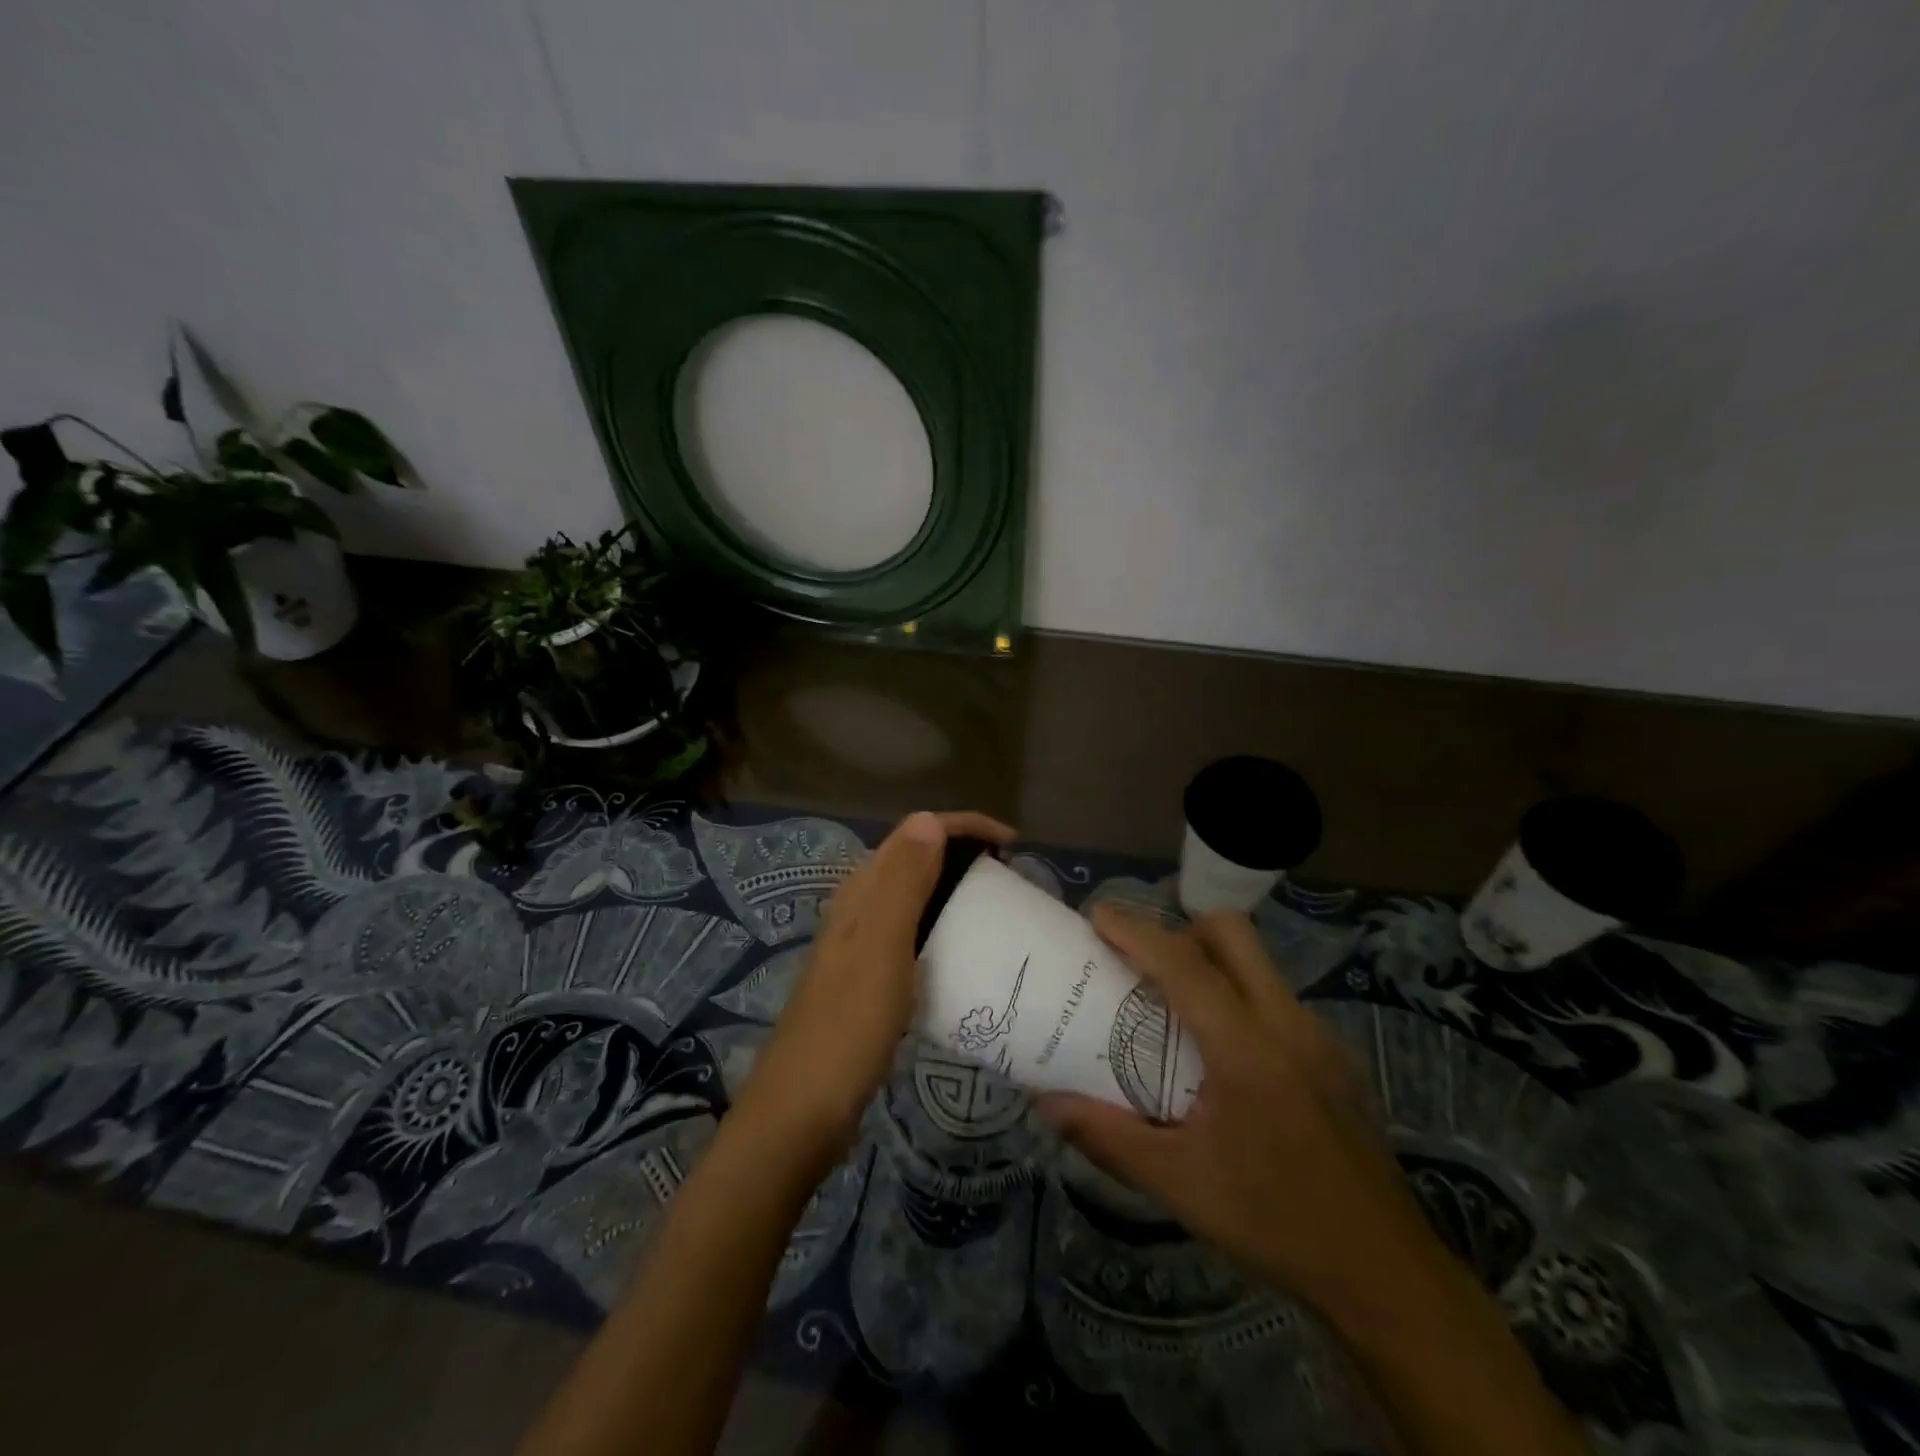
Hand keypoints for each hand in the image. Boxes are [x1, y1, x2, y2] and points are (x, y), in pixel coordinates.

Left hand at [732, 810, 1015, 1171]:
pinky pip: (913, 932)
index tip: (1012, 845)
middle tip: (1010, 877)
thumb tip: (928, 819)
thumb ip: (902, 884)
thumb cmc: (847, 1027)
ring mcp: (861, 945)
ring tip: (997, 906)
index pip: (914, 834)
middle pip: (915, 859)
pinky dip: (943, 925)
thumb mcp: (881, 949)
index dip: (963, 827)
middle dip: (962, 853)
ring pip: (914, 895)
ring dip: (954, 887)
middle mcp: (859, 909)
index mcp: (861, 894)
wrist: (802, 1111)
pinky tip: (964, 952)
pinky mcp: (868, 978)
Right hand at [1038, 906, 1464, 1330]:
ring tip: (1172, 1004)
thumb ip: (1106, 1136)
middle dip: (1179, 928)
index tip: (1097, 915)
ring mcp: (1319, 1036)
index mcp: (1247, 1050)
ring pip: (1257, 962)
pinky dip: (1238, 996)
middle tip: (1140, 959)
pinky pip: (1276, 997)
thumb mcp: (1179, 1184)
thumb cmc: (1274, 1224)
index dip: (1136, 931)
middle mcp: (1287, 1024)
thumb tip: (1044, 1103)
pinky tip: (1223, 1055)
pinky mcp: (1336, 1055)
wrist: (1386, 1276)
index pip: (1184, 965)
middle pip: (1231, 934)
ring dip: (1210, 961)